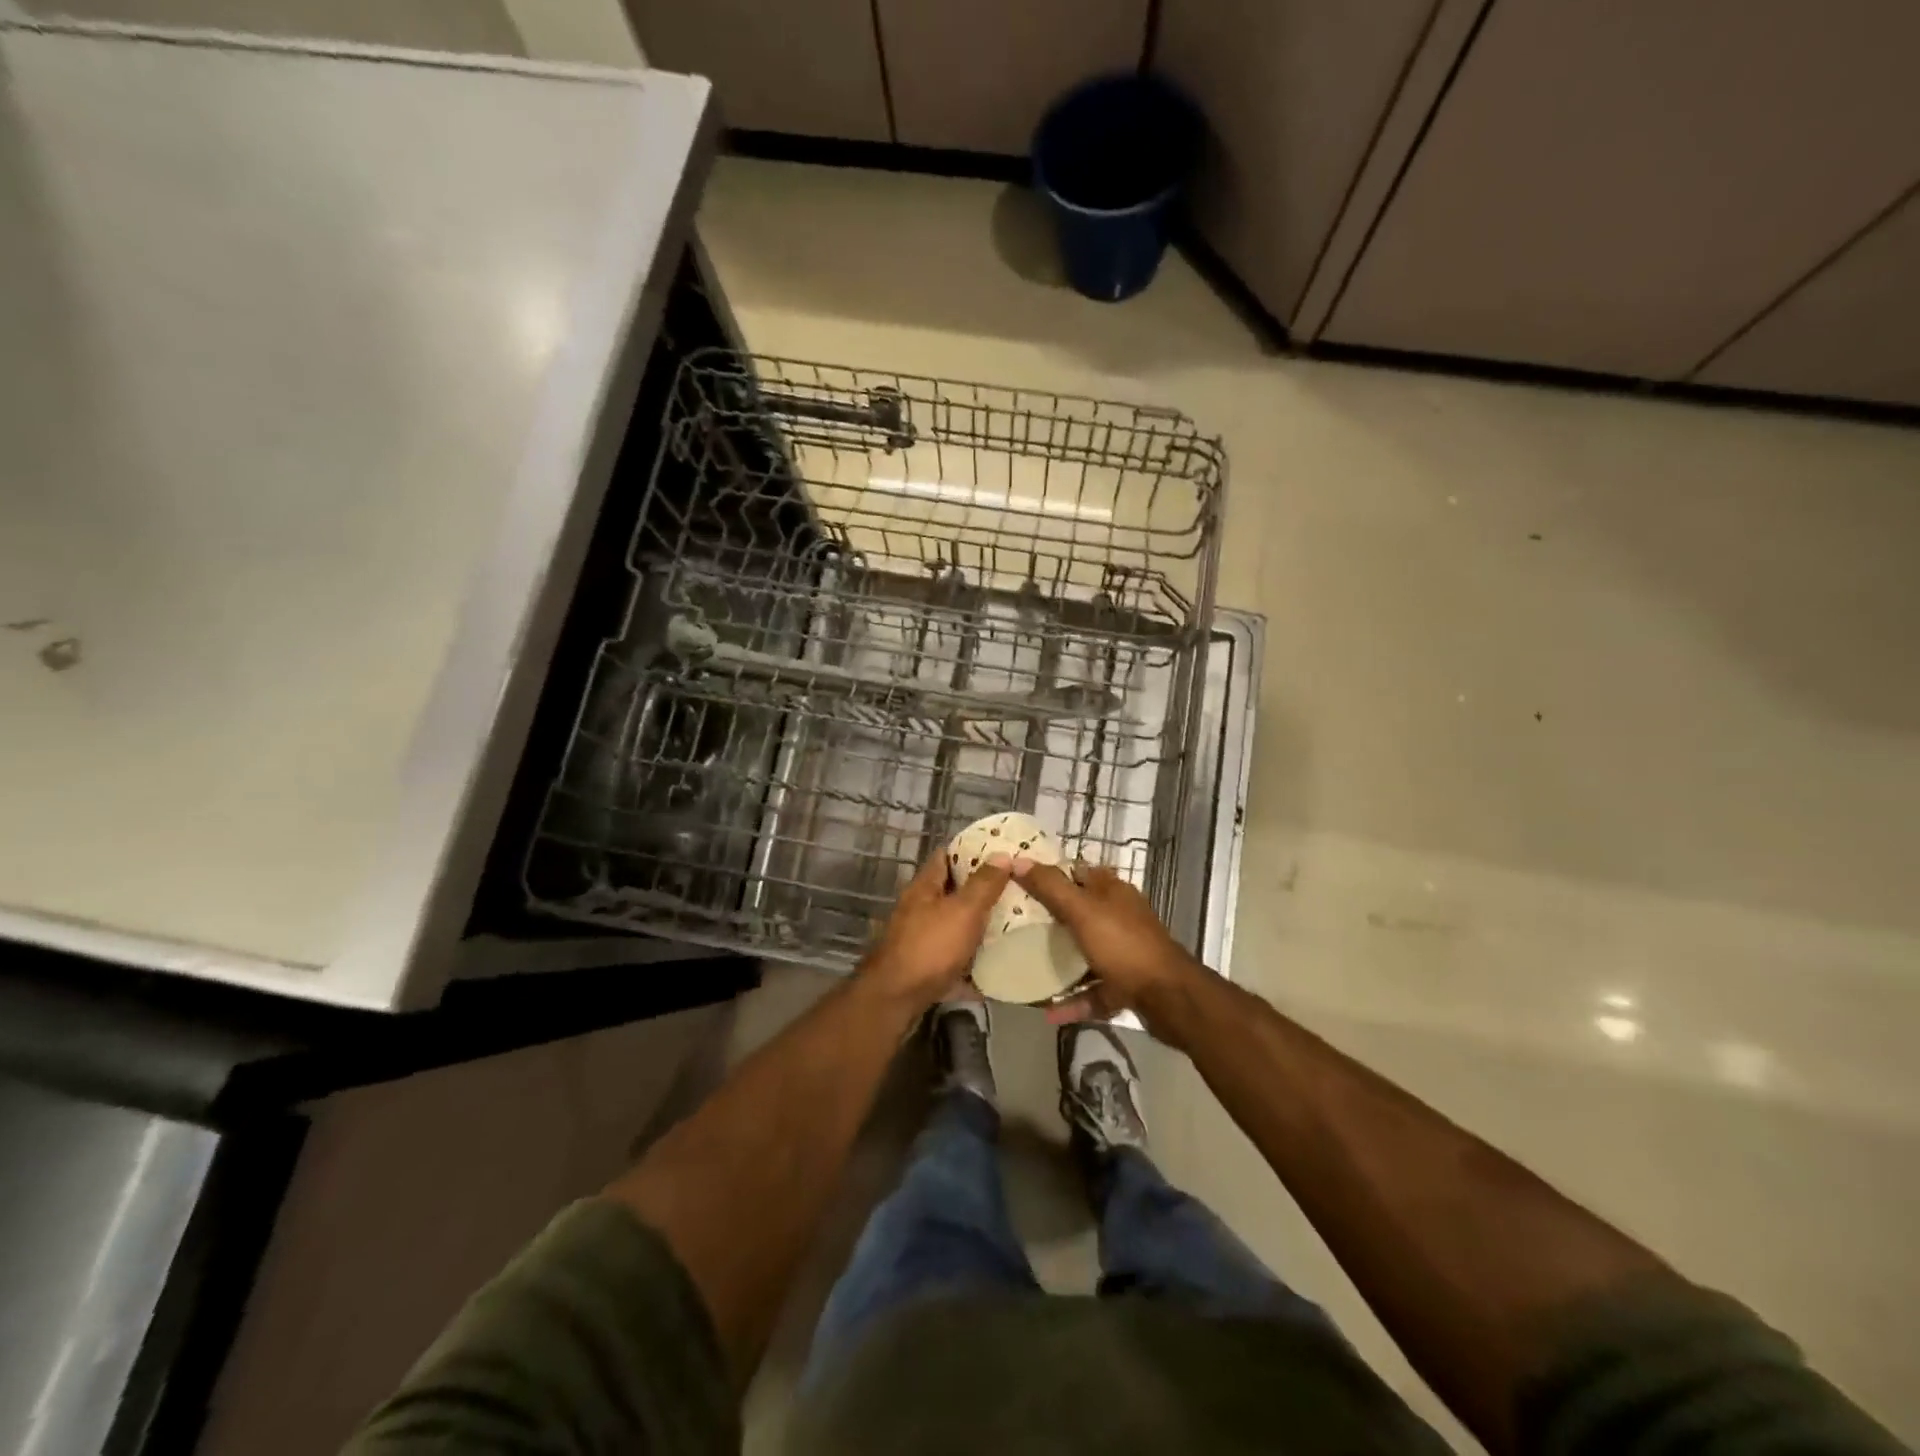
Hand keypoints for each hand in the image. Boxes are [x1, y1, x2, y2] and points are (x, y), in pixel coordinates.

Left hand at [859, 853, 1012, 1011]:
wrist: (896, 999)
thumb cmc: (930, 947)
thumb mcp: (963, 910)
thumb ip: (984, 884)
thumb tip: (1002, 855)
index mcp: (924, 887)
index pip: (946, 856)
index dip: (972, 851)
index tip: (1000, 852)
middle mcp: (919, 908)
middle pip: (952, 891)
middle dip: (981, 890)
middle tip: (1015, 889)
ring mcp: (920, 938)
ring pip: (954, 924)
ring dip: (978, 924)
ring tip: (1013, 923)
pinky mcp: (925, 966)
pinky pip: (955, 957)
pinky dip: (972, 959)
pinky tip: (996, 963)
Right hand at [1012, 860, 1208, 1041]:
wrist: (1169, 998)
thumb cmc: (1123, 945)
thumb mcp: (1082, 911)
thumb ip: (1050, 887)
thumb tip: (1017, 861)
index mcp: (1112, 891)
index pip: (1076, 871)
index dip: (1048, 873)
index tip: (1017, 882)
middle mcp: (1120, 916)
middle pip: (1079, 910)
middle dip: (1050, 917)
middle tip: (1015, 925)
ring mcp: (1124, 951)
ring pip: (1086, 950)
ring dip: (1061, 960)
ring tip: (1028, 965)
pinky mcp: (1126, 982)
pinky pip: (1093, 989)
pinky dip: (1074, 999)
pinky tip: (1049, 1012)